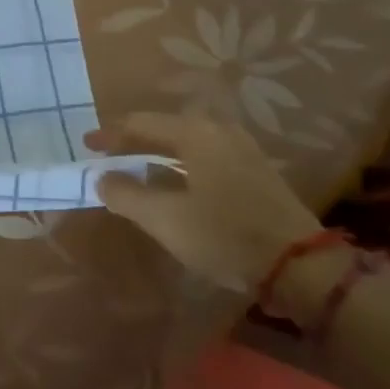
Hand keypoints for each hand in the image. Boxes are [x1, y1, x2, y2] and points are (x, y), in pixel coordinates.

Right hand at [87, 112, 321, 291]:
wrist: (302, 266)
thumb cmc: (225, 235)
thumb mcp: (165, 219)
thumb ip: (127, 195)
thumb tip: (102, 178)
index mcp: (194, 133)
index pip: (140, 123)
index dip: (110, 133)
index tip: (87, 144)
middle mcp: (219, 130)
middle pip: (166, 126)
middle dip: (136, 139)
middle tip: (112, 154)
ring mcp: (242, 148)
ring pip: (188, 140)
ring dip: (160, 151)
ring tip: (140, 166)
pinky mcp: (257, 170)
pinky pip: (207, 154)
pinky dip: (183, 162)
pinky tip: (178, 181)